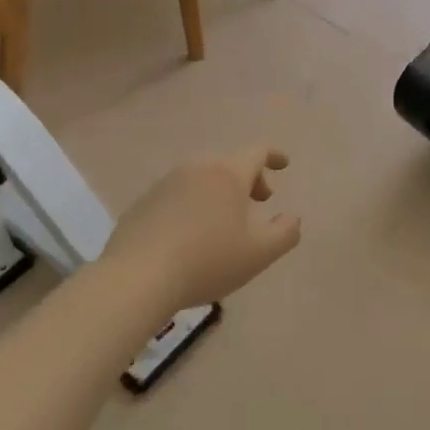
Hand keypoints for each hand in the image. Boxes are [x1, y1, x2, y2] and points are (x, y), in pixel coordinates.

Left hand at [102, 144, 300, 314]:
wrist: (137, 277)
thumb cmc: (207, 261)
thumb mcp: (259, 254)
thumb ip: (286, 233)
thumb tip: (292, 218)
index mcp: (227, 174)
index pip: (257, 152)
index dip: (274, 155)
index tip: (284, 164)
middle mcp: (196, 169)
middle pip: (229, 164)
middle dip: (249, 179)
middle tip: (259, 202)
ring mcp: (165, 184)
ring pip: (202, 179)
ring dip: (220, 192)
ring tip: (225, 221)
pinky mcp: (143, 203)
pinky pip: (178, 195)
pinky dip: (194, 204)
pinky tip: (192, 235)